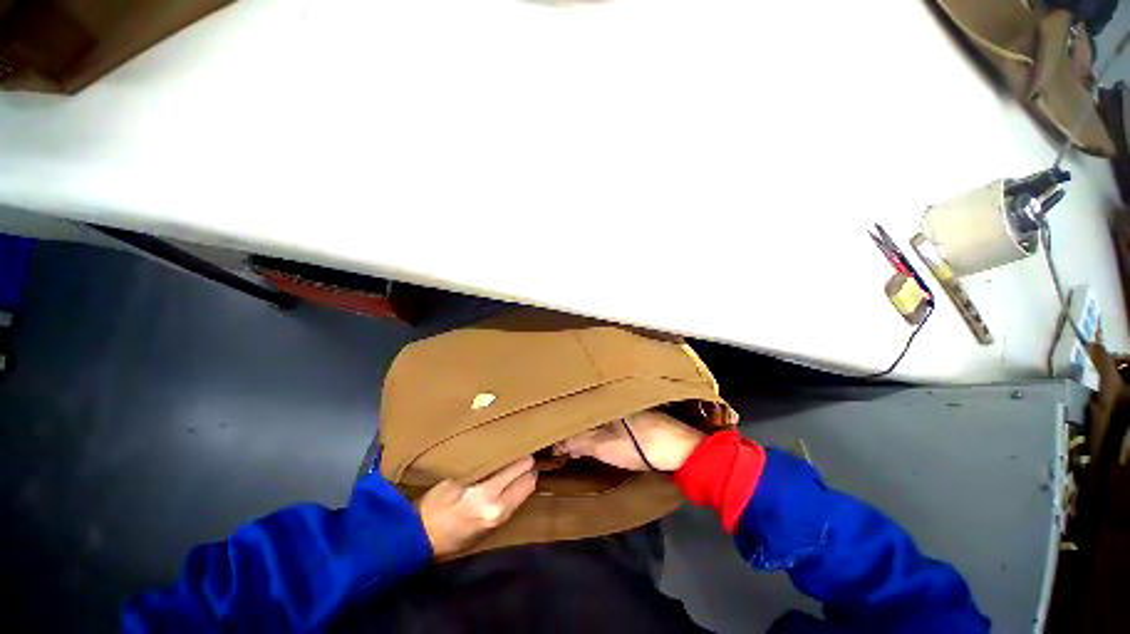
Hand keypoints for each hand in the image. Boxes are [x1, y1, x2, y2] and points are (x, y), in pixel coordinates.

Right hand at [418, 457, 537, 557]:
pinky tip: (509, 483)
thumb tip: (499, 454)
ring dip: (525, 479)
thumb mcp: (453, 480)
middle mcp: (500, 509)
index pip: (520, 469)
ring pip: (526, 493)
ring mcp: (500, 520)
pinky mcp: (497, 527)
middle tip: (523, 453)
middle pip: (529, 482)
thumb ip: (480, 468)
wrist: (420, 541)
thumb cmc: (433, 507)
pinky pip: (517, 503)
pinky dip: (517, 491)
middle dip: (529, 467)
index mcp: (488, 495)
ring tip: (517, 466)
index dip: (524, 455)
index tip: (523, 444)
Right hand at [553, 410, 704, 471]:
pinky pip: (610, 422)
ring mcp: (629, 407)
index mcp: (608, 397)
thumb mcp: (604, 445)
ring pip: (599, 415)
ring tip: (573, 441)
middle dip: (574, 423)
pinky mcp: (638, 419)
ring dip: (587, 427)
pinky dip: (600, 430)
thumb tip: (556, 443)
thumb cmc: (640, 445)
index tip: (553, 432)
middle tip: (560, 438)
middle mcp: (617, 398)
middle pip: (588, 409)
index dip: (564, 418)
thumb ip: (579, 441)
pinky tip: (596, 439)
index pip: (578, 404)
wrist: (683, 454)